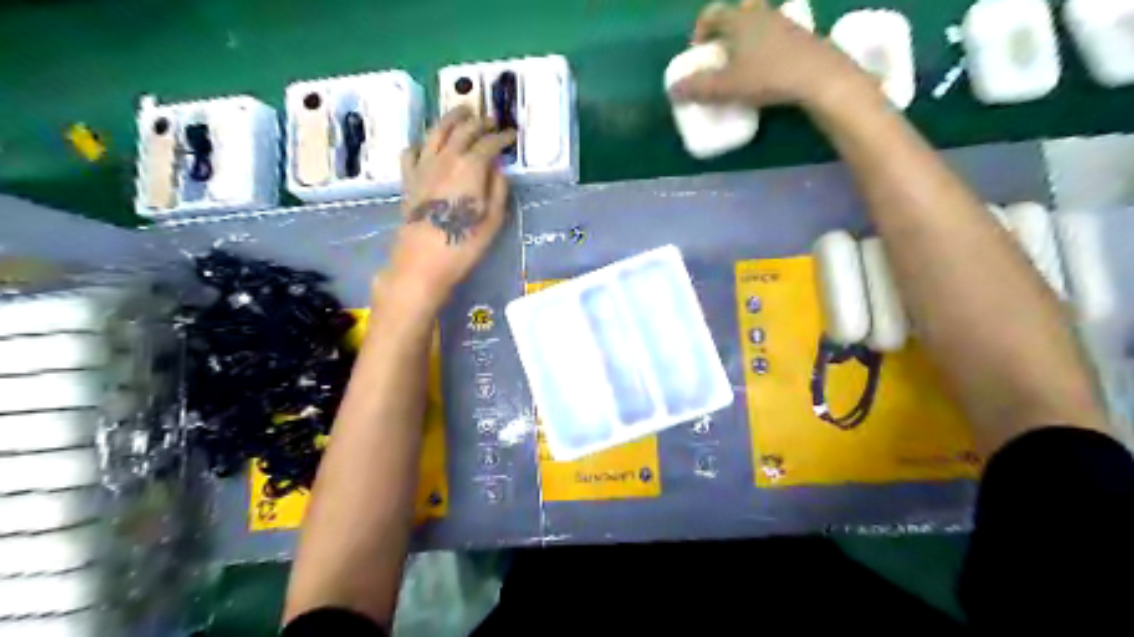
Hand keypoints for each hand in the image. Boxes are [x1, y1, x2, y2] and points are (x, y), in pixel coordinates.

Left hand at [383, 109, 519, 317]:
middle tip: (490, 119)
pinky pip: (411, 152)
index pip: (489, 143)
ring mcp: (423, 167)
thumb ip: (498, 189)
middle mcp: (445, 159)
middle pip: (462, 130)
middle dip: (479, 122)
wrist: (423, 262)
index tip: (512, 135)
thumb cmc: (464, 244)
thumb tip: (498, 169)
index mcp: (470, 167)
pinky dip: (421, 142)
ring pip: (436, 132)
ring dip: (450, 118)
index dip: (502, 137)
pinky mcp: (408, 180)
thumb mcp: (493, 220)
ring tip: (461, 111)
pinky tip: (427, 145)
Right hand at [666, 0, 863, 108]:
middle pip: (736, 13)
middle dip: (725, 32)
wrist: (818, 76)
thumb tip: (673, 89)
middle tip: (721, 56)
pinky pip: (775, 35)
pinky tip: (767, 70)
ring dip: (746, 40)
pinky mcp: (801, 35)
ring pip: (758, 23)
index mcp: (738, 20)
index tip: (697, 53)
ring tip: (743, 66)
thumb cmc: (767, 76)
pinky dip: (765, 47)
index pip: (711, 14)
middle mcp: (760, 13)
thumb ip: (698, 88)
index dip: (699, 31)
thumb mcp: (727, 87)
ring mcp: (784, 22)